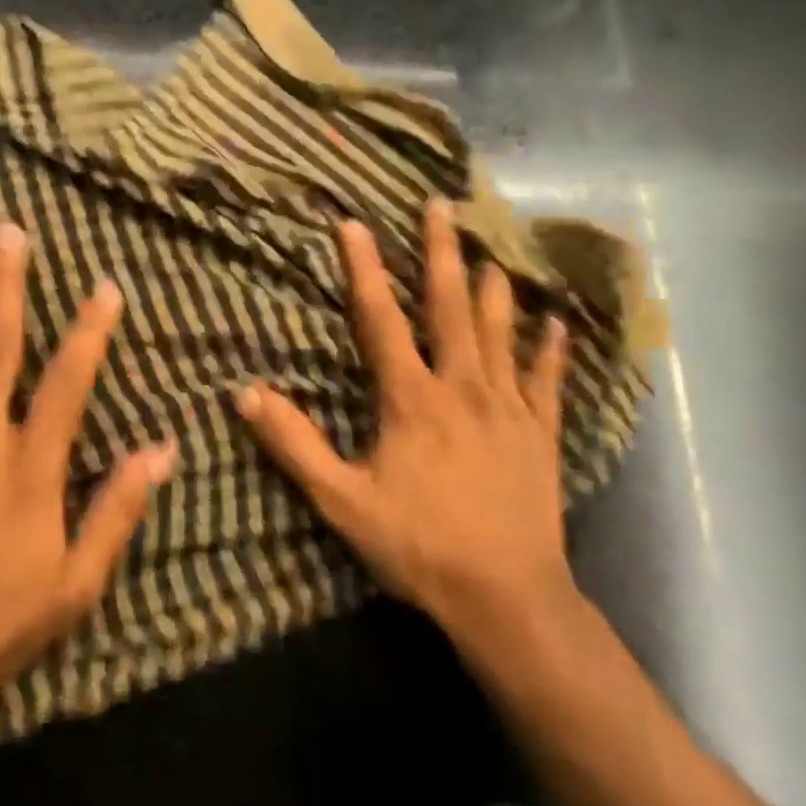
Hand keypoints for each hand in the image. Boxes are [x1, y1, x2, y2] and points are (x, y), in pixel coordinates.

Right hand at [238, 200, 572, 646]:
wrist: (508, 599)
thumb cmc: (419, 546)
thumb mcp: (342, 500)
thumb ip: (294, 445)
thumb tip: (246, 394)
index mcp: (412, 398)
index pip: (381, 318)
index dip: (365, 269)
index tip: (354, 224)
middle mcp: (462, 387)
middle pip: (450, 306)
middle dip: (442, 252)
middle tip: (441, 206)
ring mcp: (508, 408)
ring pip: (501, 332)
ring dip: (495, 288)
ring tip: (492, 251)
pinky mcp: (541, 434)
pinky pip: (547, 381)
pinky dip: (551, 351)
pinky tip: (559, 325)